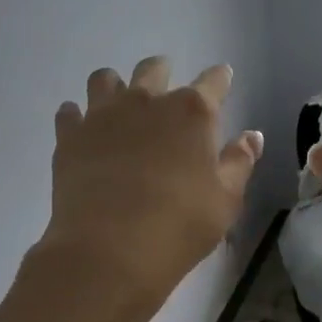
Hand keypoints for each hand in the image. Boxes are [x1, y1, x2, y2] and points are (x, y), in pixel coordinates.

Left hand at [37, 56, 263, 321]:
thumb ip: (239, 163)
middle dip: (163, 73)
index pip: (213, 81)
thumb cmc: (179, 227)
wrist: (109, 252)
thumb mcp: (225, 201)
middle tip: (166, 90)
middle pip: (154, 69)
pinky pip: (69, 112)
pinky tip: (82, 131)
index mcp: (192, 113)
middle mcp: (146, 101)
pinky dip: (77, 117)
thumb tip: (251, 136)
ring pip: (105, 79)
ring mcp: (103, 115)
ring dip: (116, 86)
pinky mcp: (70, 136)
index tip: (223, 77)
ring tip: (119, 105)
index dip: (220, 78)